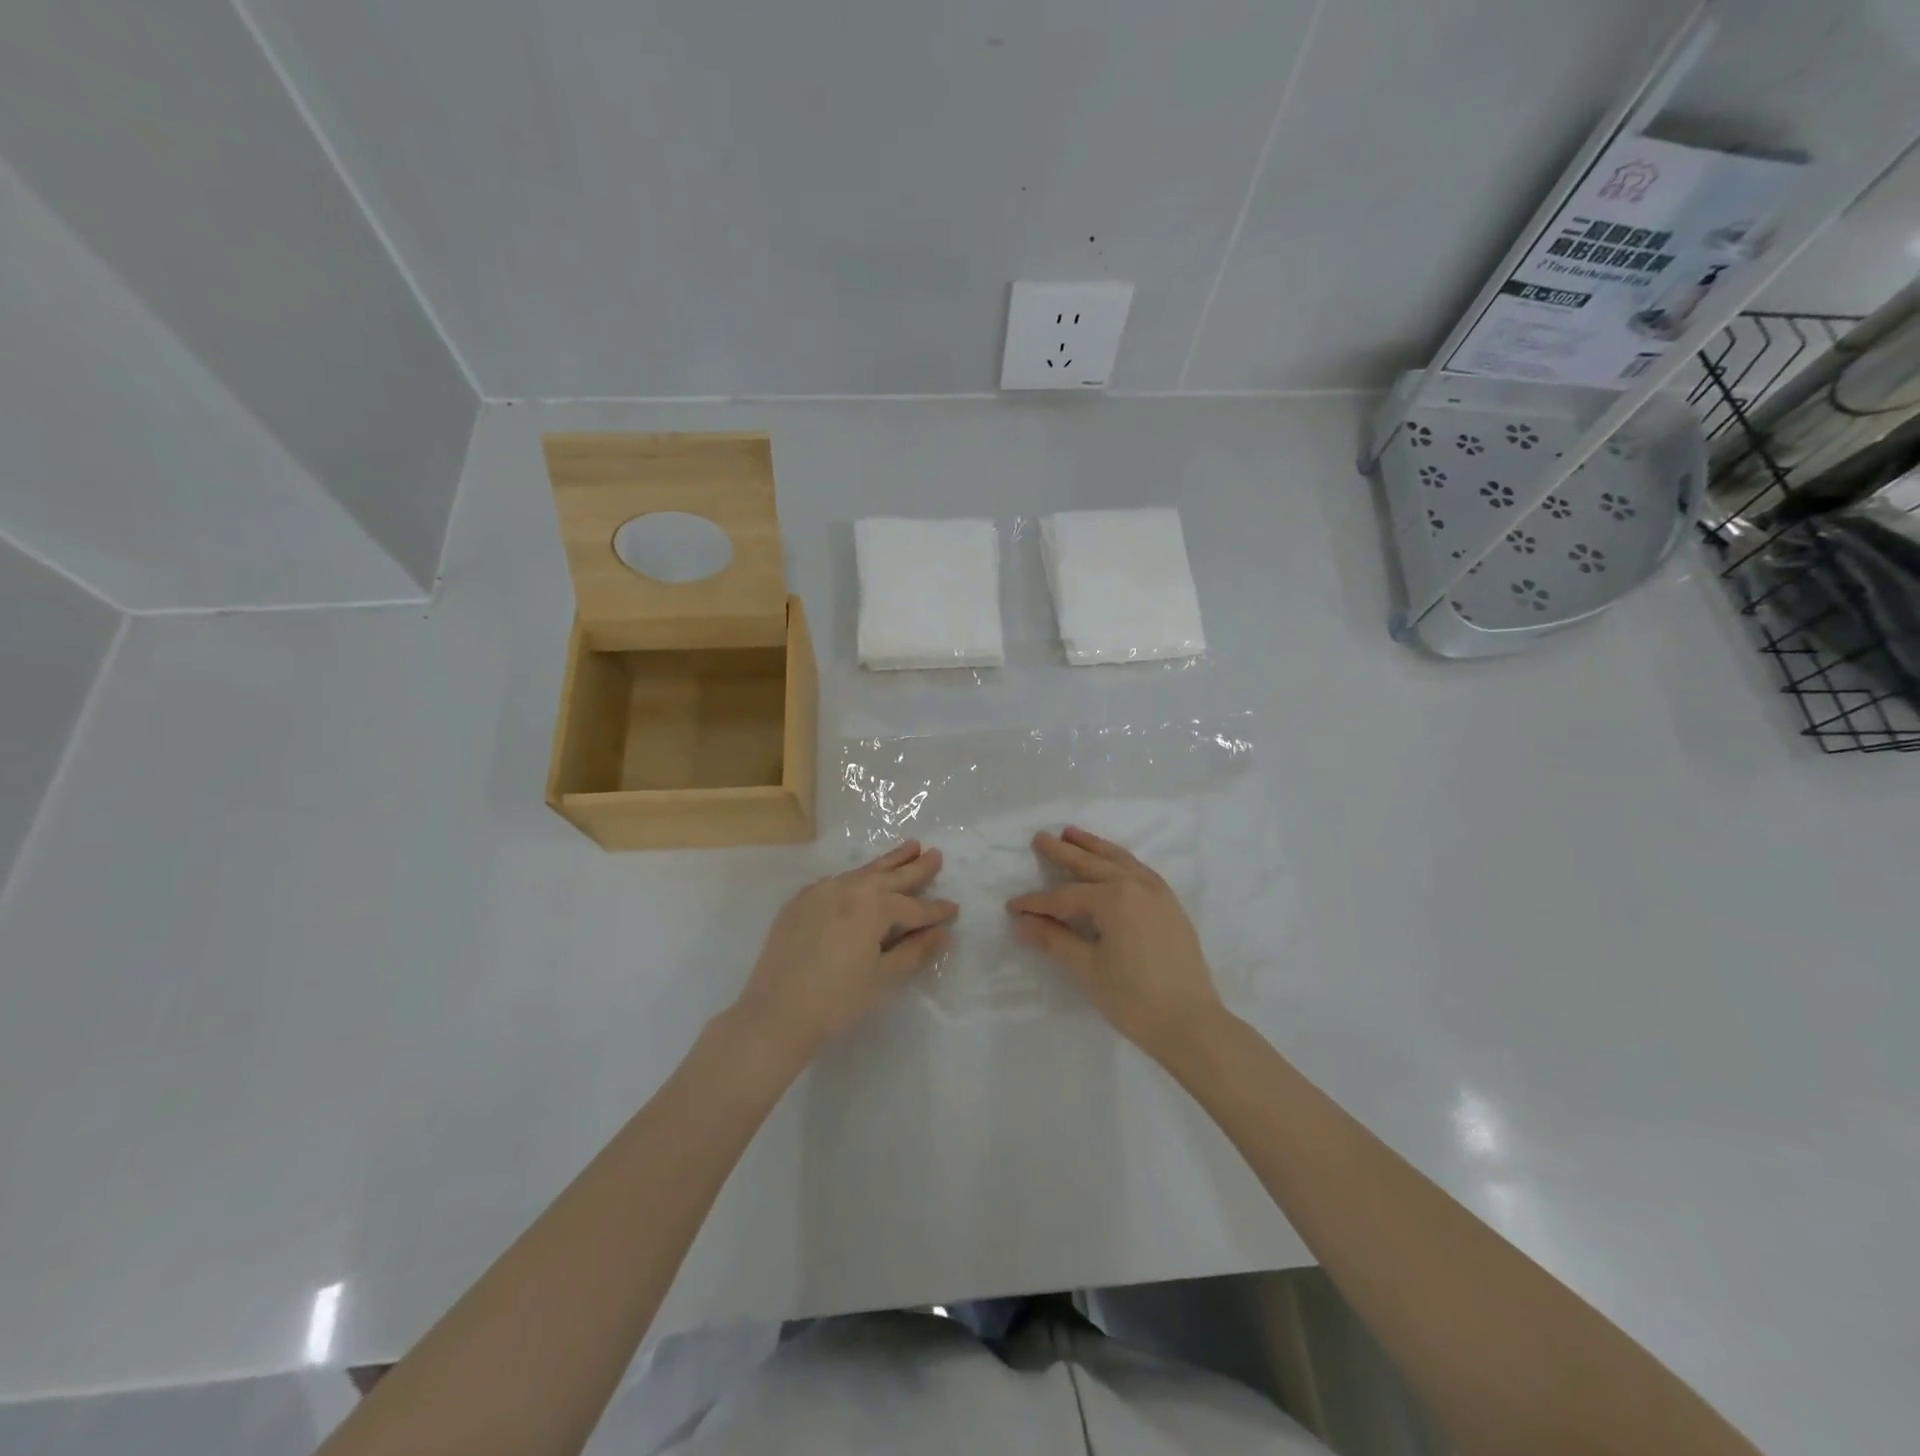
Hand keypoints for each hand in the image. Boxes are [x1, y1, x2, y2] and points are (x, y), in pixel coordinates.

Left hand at [733, 841, 956, 1056]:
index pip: (914, 907)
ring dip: (888, 862)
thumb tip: (942, 933)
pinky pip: (836, 882)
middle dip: (915, 868)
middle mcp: (849, 888)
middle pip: (890, 877)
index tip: (954, 909)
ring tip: (909, 847)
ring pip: (863, 872)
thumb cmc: (838, 1000)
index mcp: (874, 906)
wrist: (775, 1013)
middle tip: (935, 854)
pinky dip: (856, 878)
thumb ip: (915, 951)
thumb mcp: (884, 978)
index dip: (936, 911)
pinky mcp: (800, 902)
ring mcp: (821, 891)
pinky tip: (861, 878)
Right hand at [1007, 826, 1224, 1057]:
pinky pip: (1139, 870)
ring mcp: (1159, 893)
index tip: (1012, 906)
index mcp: (1115, 897)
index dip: (1036, 902)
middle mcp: (1137, 885)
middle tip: (1041, 837)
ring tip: (1073, 833)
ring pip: (1120, 860)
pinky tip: (1112, 862)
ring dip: (1094, 846)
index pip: (1065, 896)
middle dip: (1063, 852)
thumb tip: (1022, 923)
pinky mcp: (1171, 906)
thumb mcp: (1087, 968)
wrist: (1192, 1024)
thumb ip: (1053, 939)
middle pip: (1092, 864)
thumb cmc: (1134, 998)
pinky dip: (1119, 860)